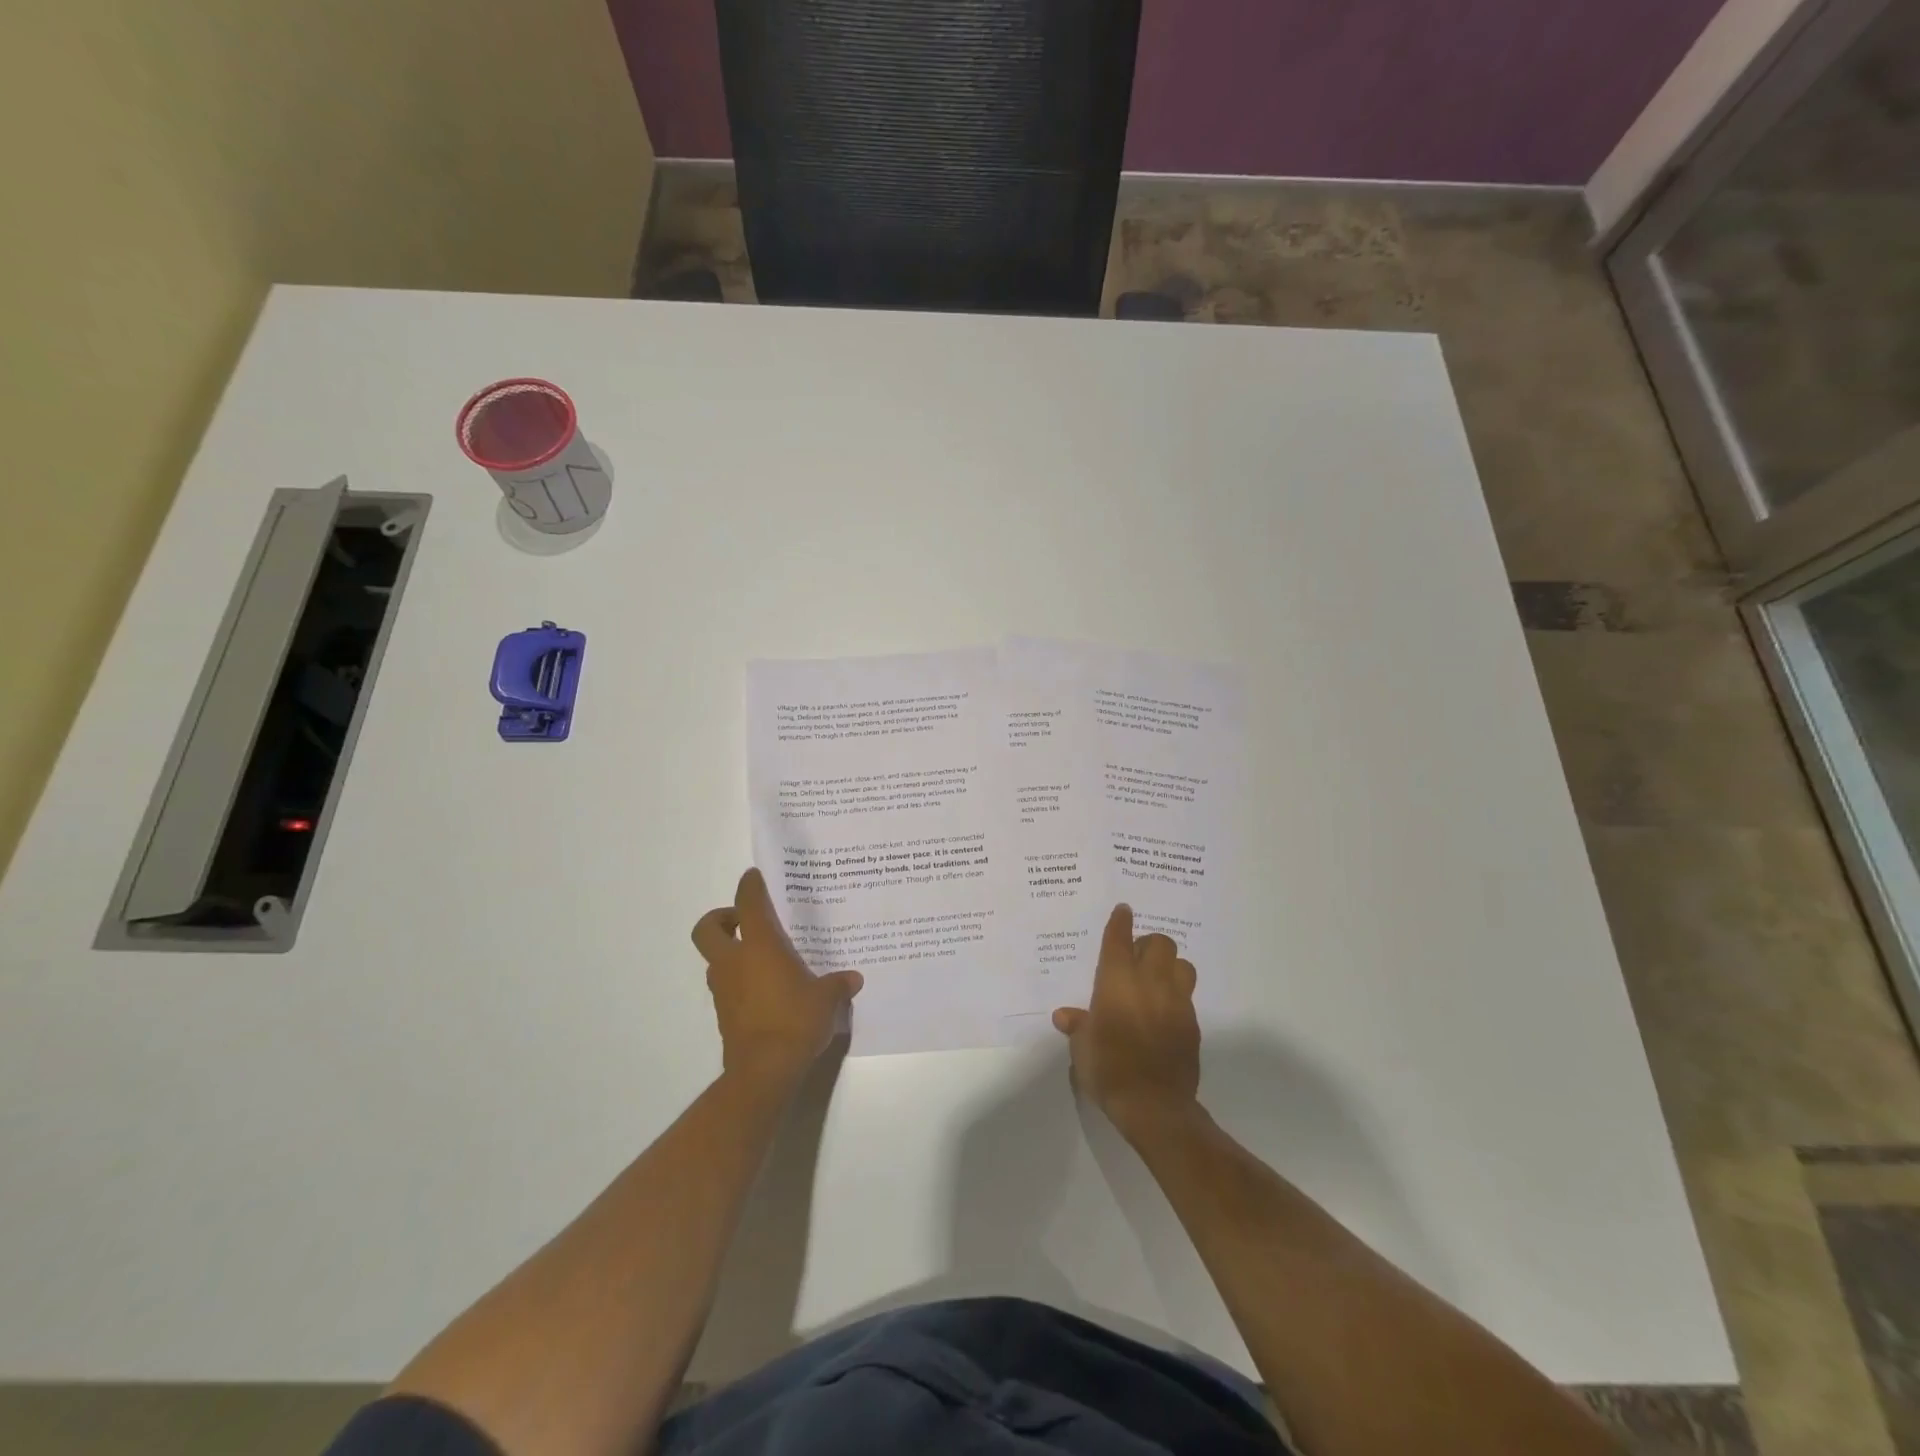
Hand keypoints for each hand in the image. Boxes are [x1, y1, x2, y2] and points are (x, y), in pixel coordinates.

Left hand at [692, 869, 863, 1090]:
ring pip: (715, 959)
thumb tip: (853, 978)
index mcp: (759, 946)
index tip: (754, 877)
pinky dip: (738, 981)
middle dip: (720, 918)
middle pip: (707, 929)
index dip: (749, 886)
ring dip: (730, 952)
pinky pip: (725, 986)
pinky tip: (765, 990)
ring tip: (762, 958)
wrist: (764, 1071)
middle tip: (744, 920)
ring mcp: (724, 990)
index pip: (747, 903)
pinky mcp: (723, 1014)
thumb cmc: (795, 1021)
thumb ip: (838, 984)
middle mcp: (734, 962)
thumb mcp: (827, 999)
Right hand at [1053, 904, 1200, 1135]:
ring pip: (1183, 965)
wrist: (1154, 1104)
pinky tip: (1165, 1013)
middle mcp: (1150, 983)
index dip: (1121, 921)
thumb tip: (1065, 1016)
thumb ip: (1077, 1026)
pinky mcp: (1193, 1024)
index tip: (1123, 910)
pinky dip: (1177, 996)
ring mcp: (1176, 1002)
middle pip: (1160, 943)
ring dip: (1170, 967)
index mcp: (1117, 981)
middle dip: (1149, 944)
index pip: (1120, 939)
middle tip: (1136, 959)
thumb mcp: (1082, 1048)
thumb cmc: (1108, 1069)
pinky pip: (1188, 997)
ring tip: (1157, 981)